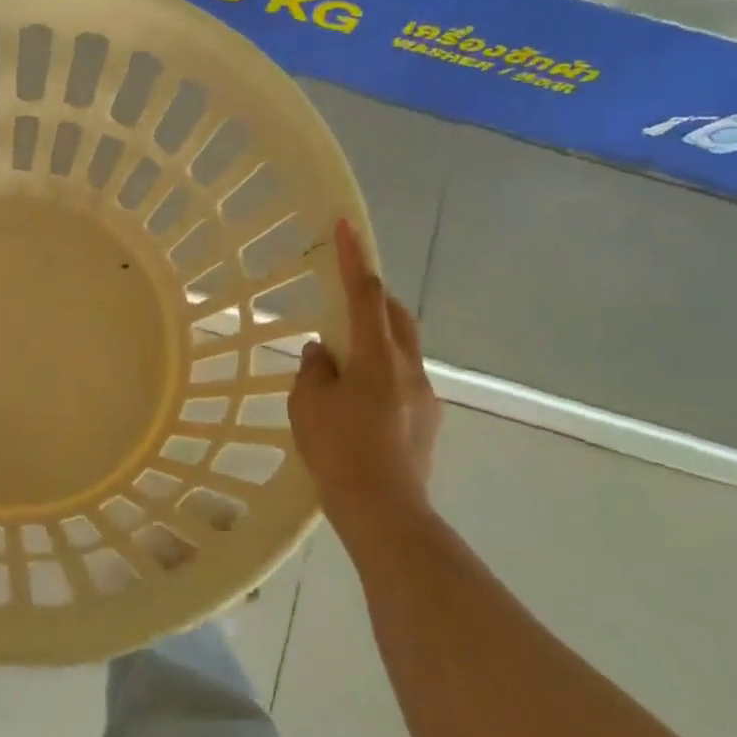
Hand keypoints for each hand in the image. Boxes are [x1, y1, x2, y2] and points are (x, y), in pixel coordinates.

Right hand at [289, 219, 441, 530]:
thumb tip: (324, 352)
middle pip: (397, 316)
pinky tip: (360, 402)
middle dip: (375, 297)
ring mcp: (423, 394)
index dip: (354, 259)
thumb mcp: (309, 405)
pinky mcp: (427, 420)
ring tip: (346, 361)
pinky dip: (382, 372)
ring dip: (378, 339)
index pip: (365, 295)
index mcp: (377, 357)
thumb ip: (315, 370)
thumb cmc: (339, 451)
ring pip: (402, 348)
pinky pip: (403, 379)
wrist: (384, 510)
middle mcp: (408, 368)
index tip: (347, 226)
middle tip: (348, 298)